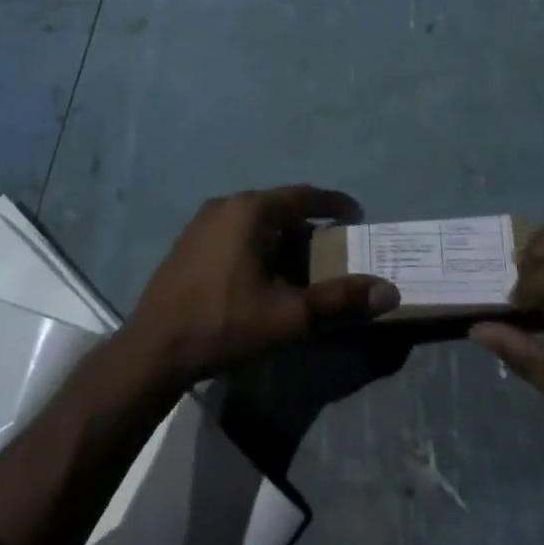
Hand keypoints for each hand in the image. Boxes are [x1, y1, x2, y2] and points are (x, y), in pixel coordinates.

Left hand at [125, 186, 399, 386]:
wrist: (154, 348)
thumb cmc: (225, 323)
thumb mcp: (290, 315)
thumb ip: (340, 299)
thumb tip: (389, 291)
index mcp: (251, 210)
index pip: (304, 196)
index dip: (334, 204)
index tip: (356, 215)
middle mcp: (226, 204)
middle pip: (279, 207)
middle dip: (307, 225)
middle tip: (330, 247)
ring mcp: (202, 221)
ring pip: (255, 219)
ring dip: (281, 236)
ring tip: (300, 263)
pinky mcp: (188, 241)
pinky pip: (234, 231)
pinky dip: (257, 243)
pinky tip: (262, 273)